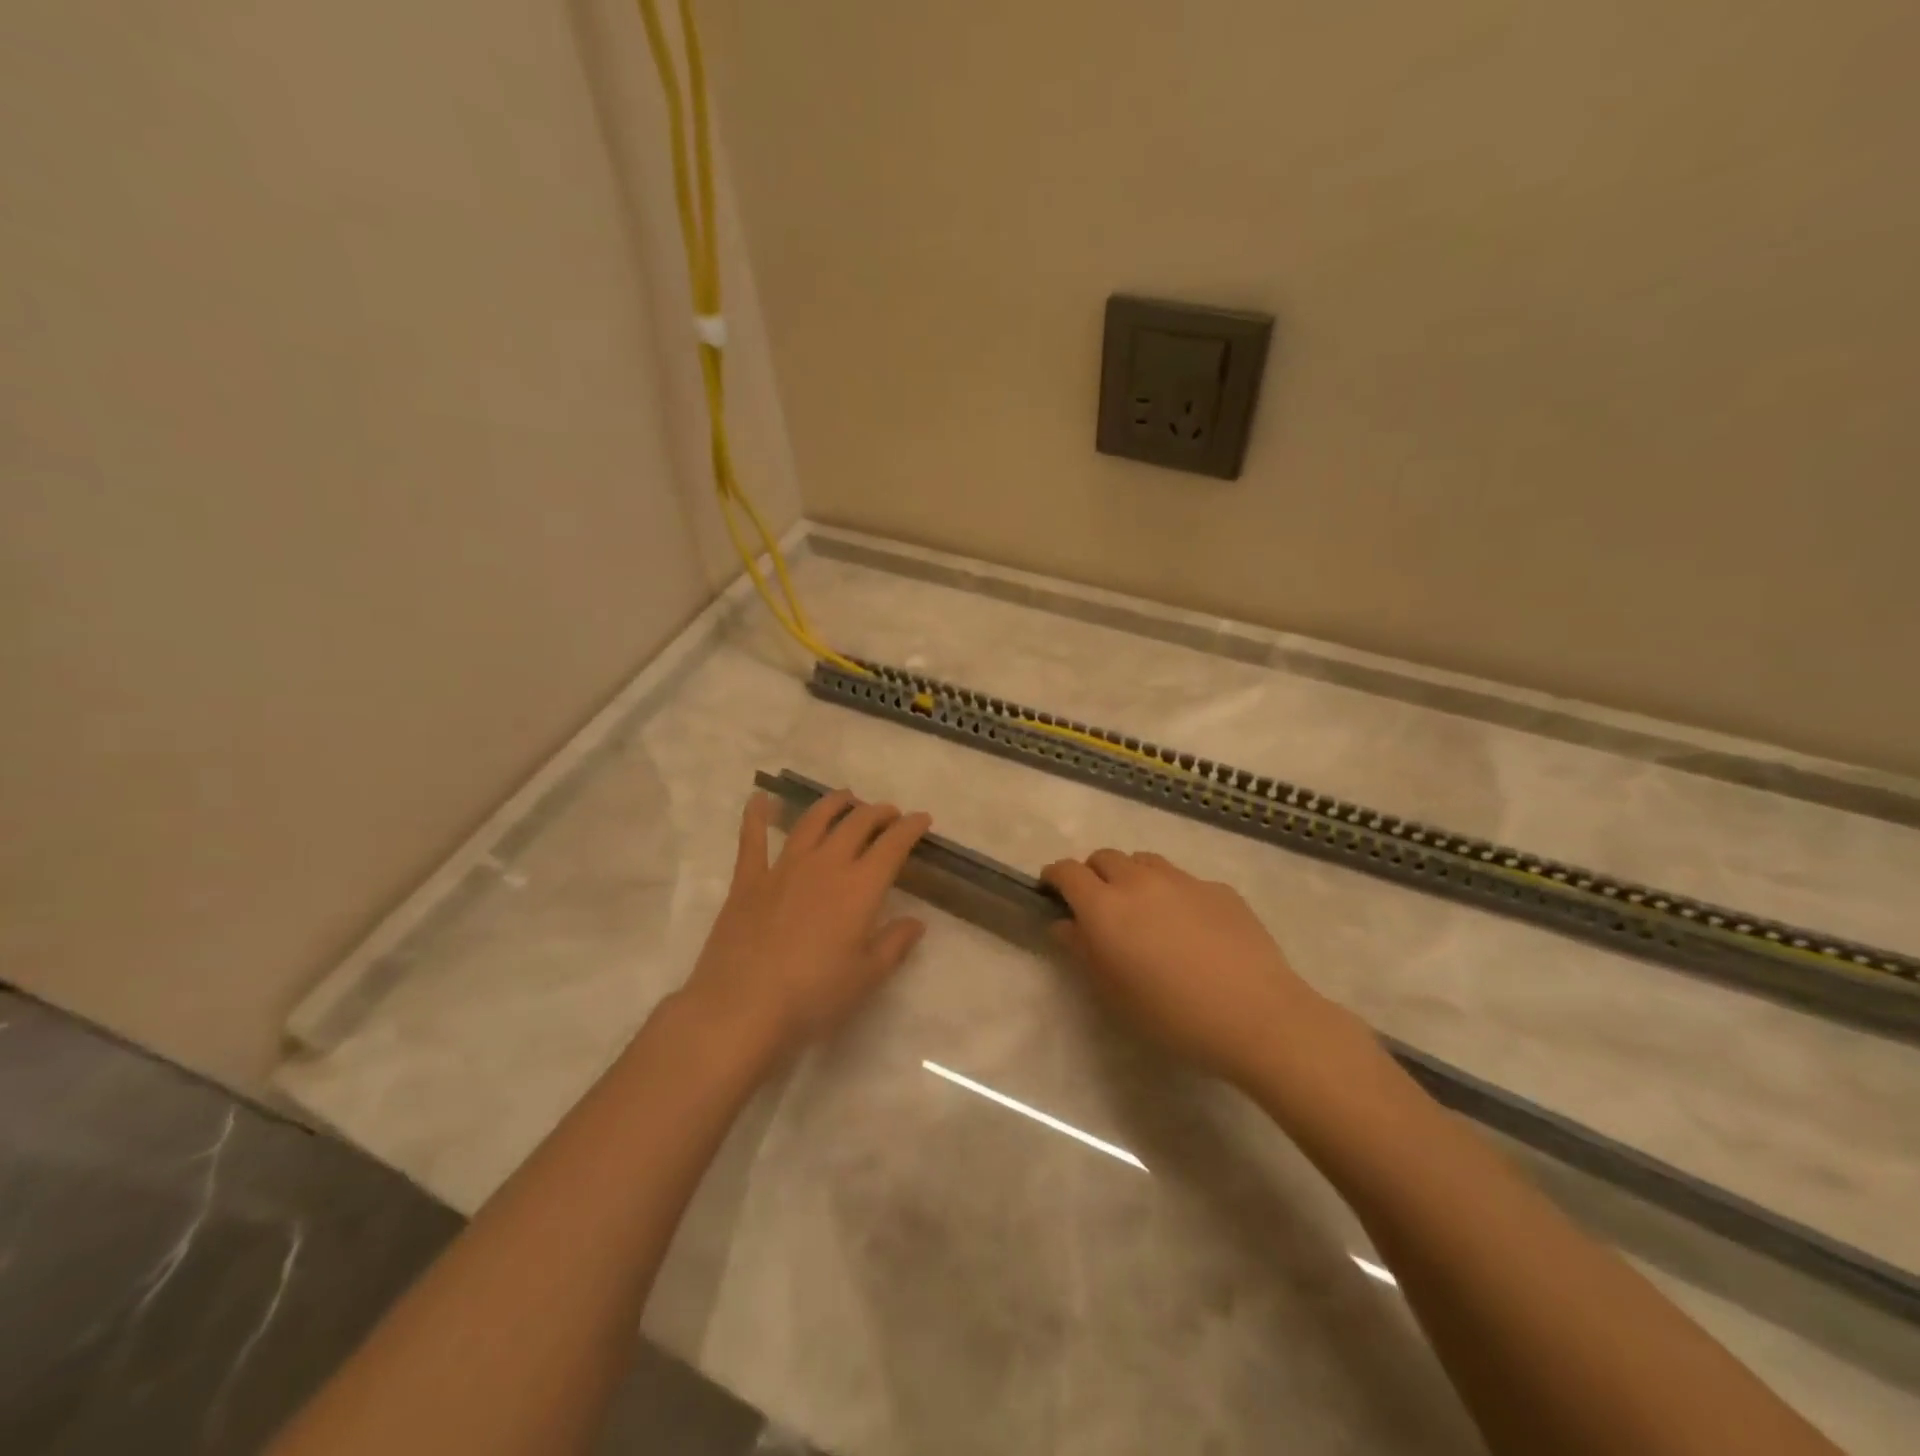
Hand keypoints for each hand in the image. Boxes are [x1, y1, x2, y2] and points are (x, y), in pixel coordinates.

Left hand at [680, 789, 931, 1059]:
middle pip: (856, 824)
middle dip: (878, 812)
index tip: (921, 819)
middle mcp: (825, 865)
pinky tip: (759, 798)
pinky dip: (757, 815)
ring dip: (833, 804)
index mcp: (860, 887)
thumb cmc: (813, 997)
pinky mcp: (748, 880)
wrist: (742, 1008)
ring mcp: (784, 868)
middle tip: (888, 813)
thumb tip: (916, 922)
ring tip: (845, 798)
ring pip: (812, 821)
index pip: (893, 845)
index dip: (910, 827)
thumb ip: (894, 944)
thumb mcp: (866, 977)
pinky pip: (753, 839)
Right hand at [1041, 849, 1338, 1088]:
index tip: (1051, 890)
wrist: (1255, 1015)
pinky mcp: (1218, 889)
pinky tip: (1189, 928)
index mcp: (1105, 906)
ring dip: (1132, 876)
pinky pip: (1183, 880)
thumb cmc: (1171, 1014)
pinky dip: (1172, 893)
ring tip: (1142, 910)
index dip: (1055, 876)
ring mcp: (1183, 880)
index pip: (1068, 871)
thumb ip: (1082, 951)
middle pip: (1104, 857)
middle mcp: (1139, 881)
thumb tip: (1064, 924)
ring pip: (1144, 862)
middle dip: (1093, 874)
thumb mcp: (1113, 992)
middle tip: (1098, 906)